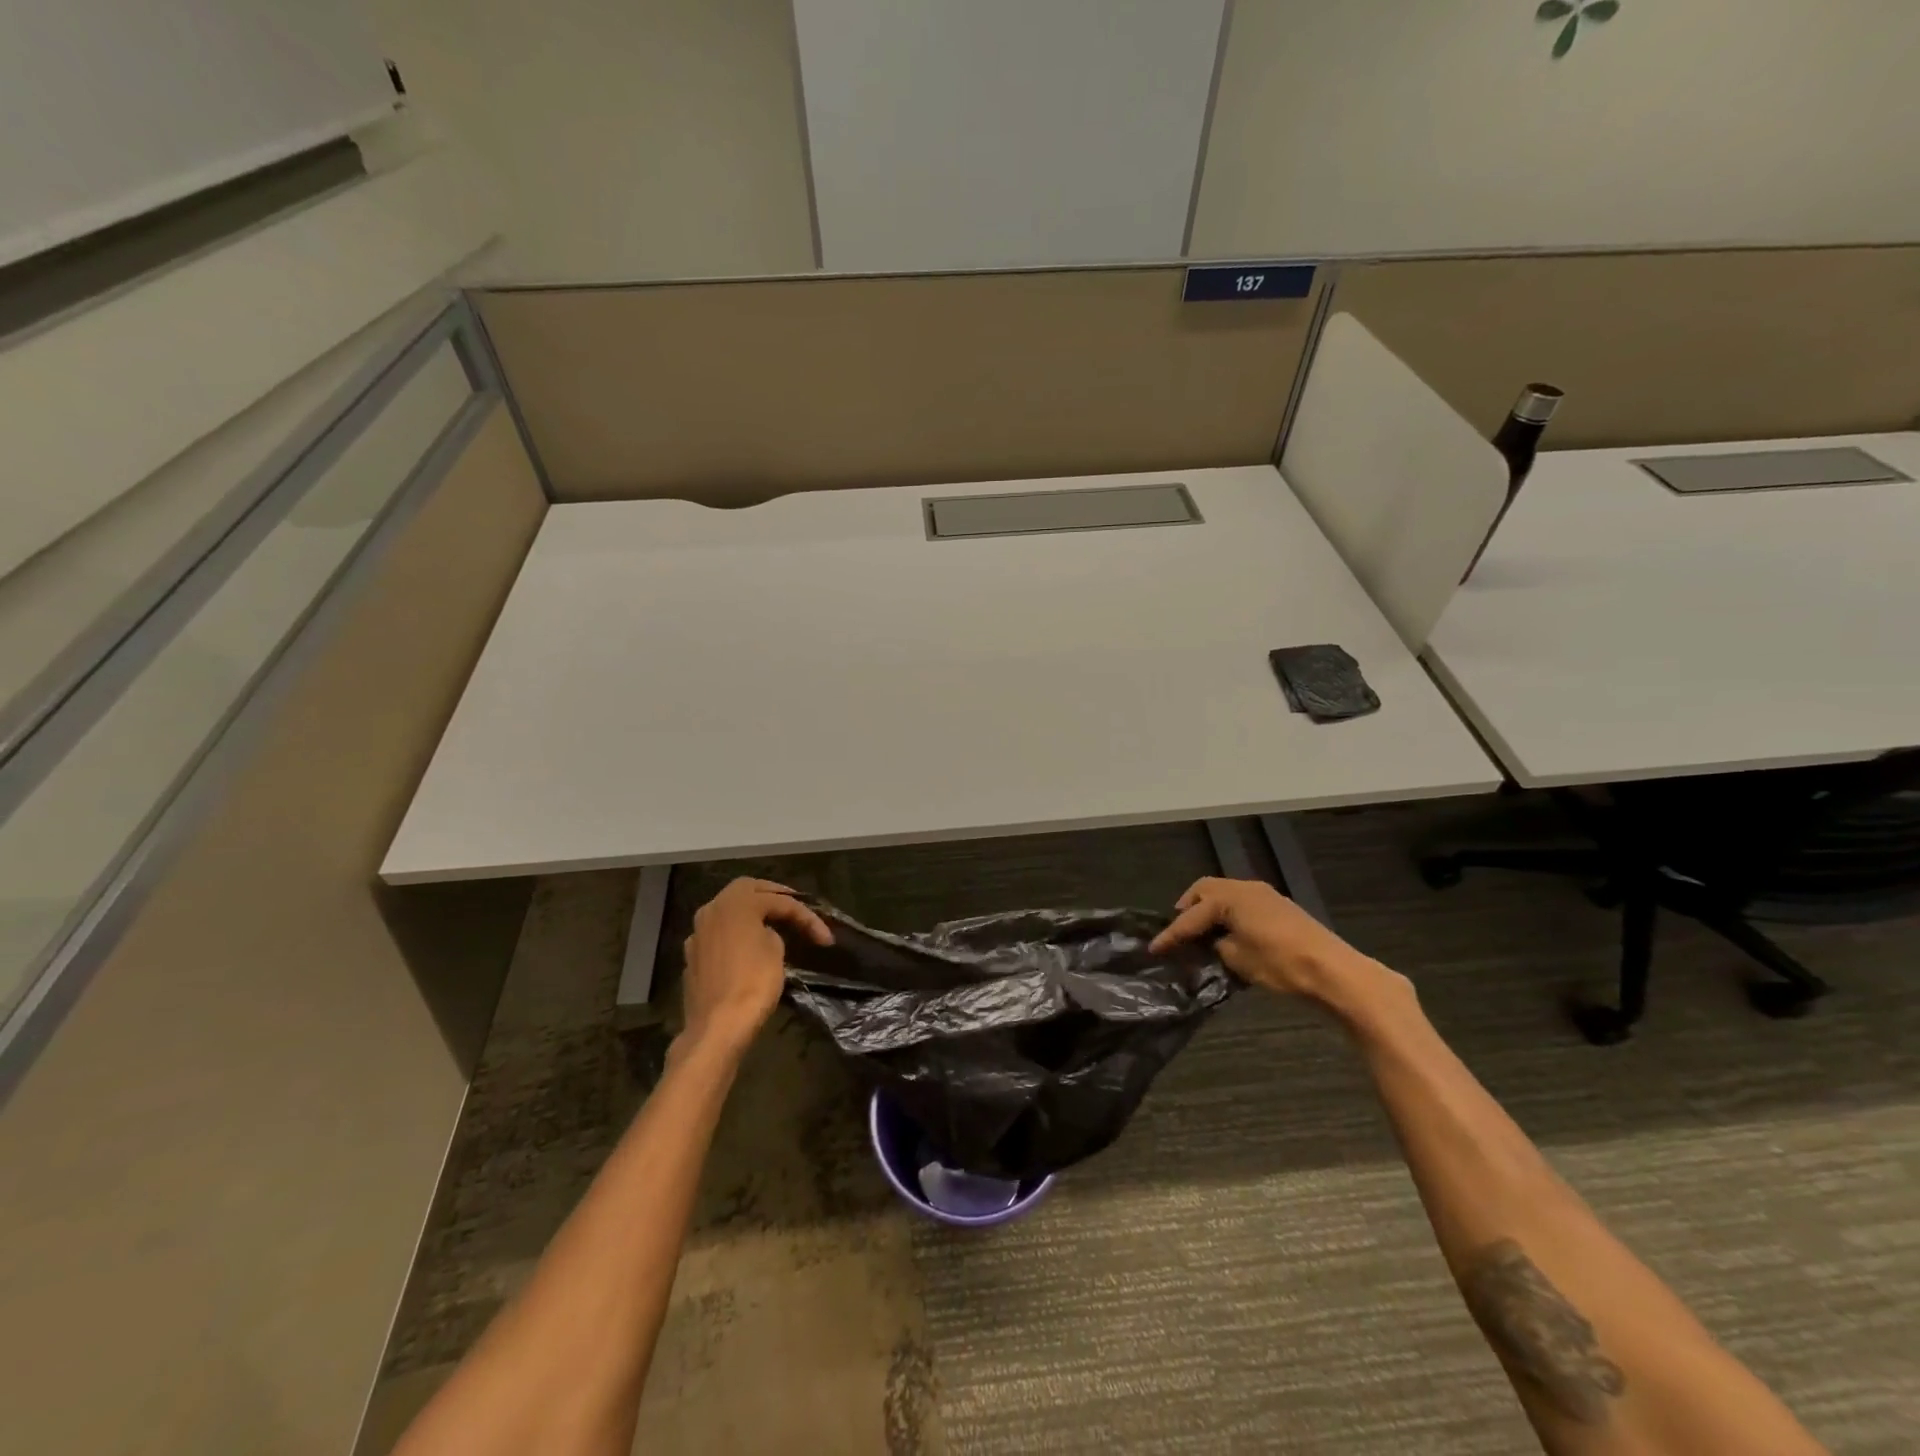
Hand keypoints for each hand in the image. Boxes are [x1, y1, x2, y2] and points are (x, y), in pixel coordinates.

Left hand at [678, 879, 831, 1057]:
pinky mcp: (692, 957)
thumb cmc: (752, 984)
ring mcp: (698, 934)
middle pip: (746, 890)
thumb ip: (772, 932)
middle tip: (793, 906)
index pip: (778, 900)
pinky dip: (735, 933)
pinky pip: (718, 934)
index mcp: (736, 903)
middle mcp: (712, 910)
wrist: (717, 1028)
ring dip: (750, 912)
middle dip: (772, 895)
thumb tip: (764, 933)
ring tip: (772, 922)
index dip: (805, 916)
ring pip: (728, 910)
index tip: (825, 938)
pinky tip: (746, 946)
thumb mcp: (776, 952)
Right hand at [1149, 877, 1386, 1005]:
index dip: (1171, 934)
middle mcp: (1244, 887)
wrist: (1332, 969)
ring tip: (1202, 933)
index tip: (1153, 948)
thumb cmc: (1280, 964)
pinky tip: (1229, 933)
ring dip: (1209, 909)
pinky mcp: (1278, 905)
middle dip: (1188, 908)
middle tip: (1179, 931)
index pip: (1190, 916)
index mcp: (1229, 898)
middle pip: (1205, 889)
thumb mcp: (1238, 960)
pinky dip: (1228, 912)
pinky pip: (1241, 901)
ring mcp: (1263, 894)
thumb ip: (1217, 946)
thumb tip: (1210, 943)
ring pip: (1224, 893)